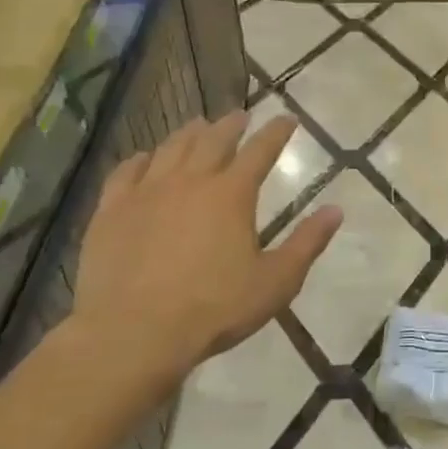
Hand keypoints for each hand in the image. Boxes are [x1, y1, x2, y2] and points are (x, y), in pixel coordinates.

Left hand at [69, 113, 341, 401]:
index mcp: (232, 194)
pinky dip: (141, 159)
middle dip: (231, 125)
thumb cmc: (215, 308)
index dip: (276, 132)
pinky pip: (126, 172)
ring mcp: (146, 193)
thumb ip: (307, 243)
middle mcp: (190, 181)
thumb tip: (335, 210)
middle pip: (213, 140)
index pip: (260, 151)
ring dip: (189, 134)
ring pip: (170, 149)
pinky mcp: (111, 211)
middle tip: (240, 116)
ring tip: (198, 126)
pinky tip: (144, 158)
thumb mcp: (276, 281)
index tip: (286, 119)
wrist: (134, 332)